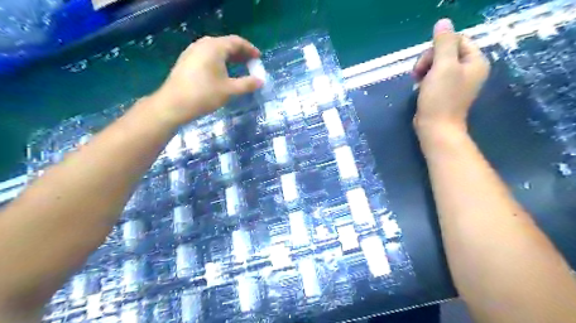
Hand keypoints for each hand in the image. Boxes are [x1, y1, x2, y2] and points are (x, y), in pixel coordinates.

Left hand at [150, 35, 262, 126]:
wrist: (174, 104)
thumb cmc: (204, 95)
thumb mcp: (229, 90)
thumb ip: (247, 84)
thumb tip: (261, 81)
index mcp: (214, 47)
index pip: (236, 42)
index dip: (250, 49)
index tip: (259, 58)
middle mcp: (203, 44)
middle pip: (226, 44)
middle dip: (240, 53)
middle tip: (251, 63)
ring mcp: (192, 51)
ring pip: (216, 50)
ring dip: (230, 57)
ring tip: (239, 68)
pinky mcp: (186, 60)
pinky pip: (207, 55)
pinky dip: (219, 61)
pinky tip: (222, 72)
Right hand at [414, 19, 488, 135]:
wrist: (435, 127)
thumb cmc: (441, 98)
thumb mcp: (442, 67)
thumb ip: (443, 43)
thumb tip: (443, 21)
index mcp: (475, 61)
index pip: (457, 40)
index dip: (438, 48)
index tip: (426, 62)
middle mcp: (469, 70)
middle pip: (446, 51)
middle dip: (429, 60)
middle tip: (417, 73)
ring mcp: (456, 82)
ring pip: (437, 64)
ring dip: (424, 70)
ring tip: (417, 81)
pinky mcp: (445, 91)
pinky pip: (434, 76)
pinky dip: (425, 80)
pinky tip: (419, 88)